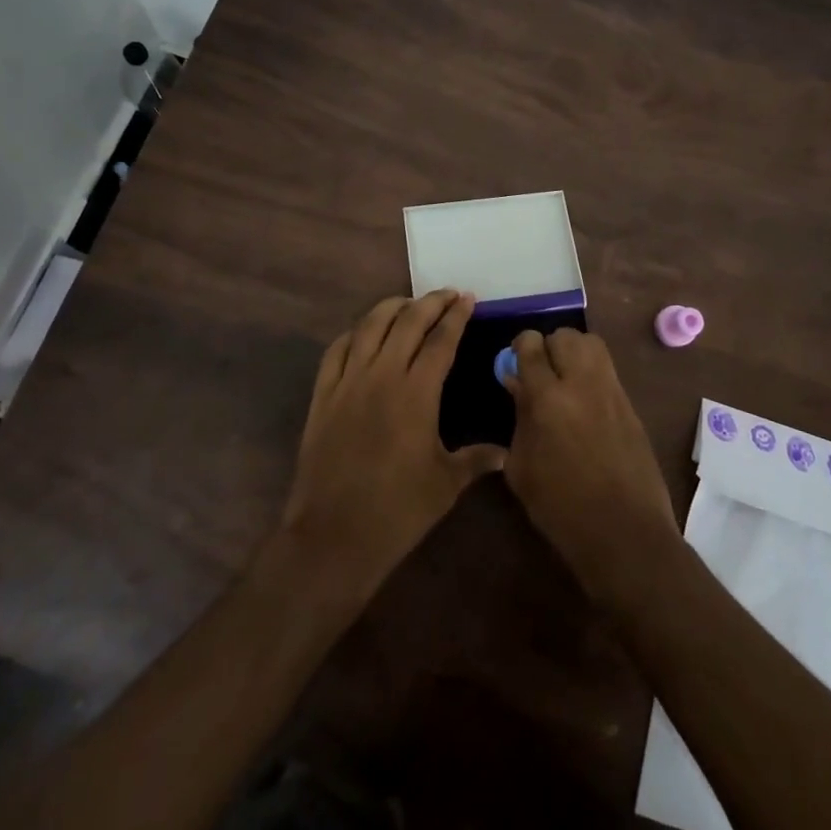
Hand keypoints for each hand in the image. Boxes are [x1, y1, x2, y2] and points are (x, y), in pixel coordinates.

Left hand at [280, 291, 505, 597]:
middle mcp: (382, 375)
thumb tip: (507, 453)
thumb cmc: (397, 511)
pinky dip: (353, 333)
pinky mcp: (323, 395)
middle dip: (430, 302)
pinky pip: (336, 350)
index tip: (468, 298)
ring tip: (408, 303)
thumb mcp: (445, 485)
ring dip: (391, 308)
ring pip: (369, 326)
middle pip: (407, 322)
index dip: (456, 316)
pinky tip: (363, 333)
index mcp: (416, 393)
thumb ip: (476, 460)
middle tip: (447, 294)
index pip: (441, 340)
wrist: (334, 535)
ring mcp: (348, 382)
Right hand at [500, 328, 678, 597]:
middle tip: (542, 373)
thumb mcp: (522, 467)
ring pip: (591, 344)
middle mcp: (582, 383)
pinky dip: (592, 373)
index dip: (520, 348)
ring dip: (574, 352)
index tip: (516, 364)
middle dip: (549, 347)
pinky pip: (608, 370)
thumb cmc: (560, 508)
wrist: (624, 533)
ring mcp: (612, 391)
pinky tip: (585, 402)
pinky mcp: (630, 405)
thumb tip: (517, 383)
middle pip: (565, 336)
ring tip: (565, 380)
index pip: (531, 345)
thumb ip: (519, 417)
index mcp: (548, 398)